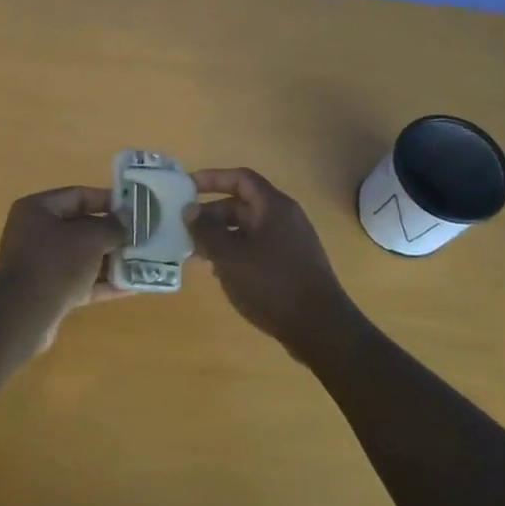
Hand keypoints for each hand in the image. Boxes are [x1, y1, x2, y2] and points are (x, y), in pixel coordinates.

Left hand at [0, 186, 129, 347]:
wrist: (24, 315)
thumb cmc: (55, 263)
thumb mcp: (90, 238)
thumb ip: (112, 226)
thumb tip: (126, 219)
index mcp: (37, 209)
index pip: (78, 195)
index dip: (107, 200)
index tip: (134, 207)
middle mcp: (35, 232)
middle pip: (80, 227)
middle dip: (112, 233)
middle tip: (142, 235)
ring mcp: (40, 264)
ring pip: (82, 256)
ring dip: (110, 259)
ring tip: (143, 260)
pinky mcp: (48, 291)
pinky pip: (80, 281)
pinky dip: (102, 282)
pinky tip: (132, 286)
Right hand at [188, 168, 358, 360]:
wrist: (319, 327)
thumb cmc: (271, 284)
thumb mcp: (230, 257)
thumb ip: (207, 230)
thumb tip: (190, 209)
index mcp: (273, 207)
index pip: (240, 178)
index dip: (212, 178)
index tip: (186, 188)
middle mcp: (285, 218)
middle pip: (242, 204)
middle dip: (212, 214)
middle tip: (185, 229)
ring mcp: (291, 241)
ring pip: (248, 228)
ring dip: (221, 236)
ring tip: (197, 253)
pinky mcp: (292, 264)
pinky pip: (258, 247)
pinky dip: (236, 252)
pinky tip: (221, 272)